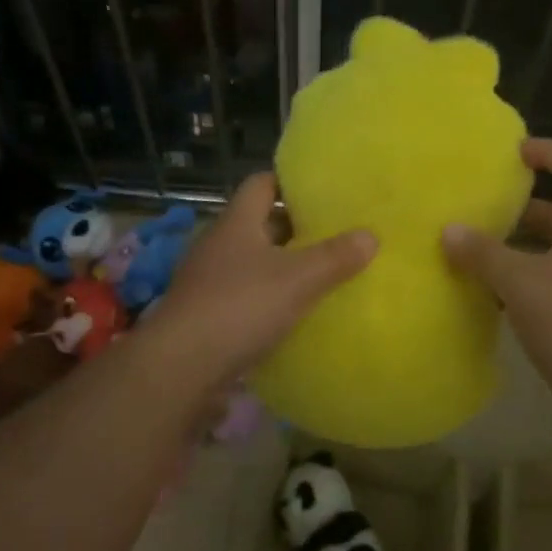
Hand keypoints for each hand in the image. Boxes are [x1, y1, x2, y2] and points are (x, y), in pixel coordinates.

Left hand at [148, 172, 375, 386]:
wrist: (180, 368)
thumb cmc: (240, 307)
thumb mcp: (298, 279)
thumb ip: (336, 257)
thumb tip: (371, 235)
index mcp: (237, 223)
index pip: (262, 184)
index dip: (291, 182)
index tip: (324, 191)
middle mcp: (219, 245)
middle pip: (260, 224)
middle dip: (295, 228)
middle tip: (335, 234)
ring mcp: (208, 281)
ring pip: (253, 262)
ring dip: (283, 266)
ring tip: (322, 274)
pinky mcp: (206, 316)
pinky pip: (245, 296)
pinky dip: (269, 299)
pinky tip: (294, 314)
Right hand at [442, 138, 551, 410]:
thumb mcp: (520, 281)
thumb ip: (483, 253)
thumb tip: (449, 231)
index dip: (549, 153)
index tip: (515, 152)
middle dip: (525, 208)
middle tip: (485, 208)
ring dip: (523, 247)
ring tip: (481, 250)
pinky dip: (529, 278)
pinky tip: (496, 294)